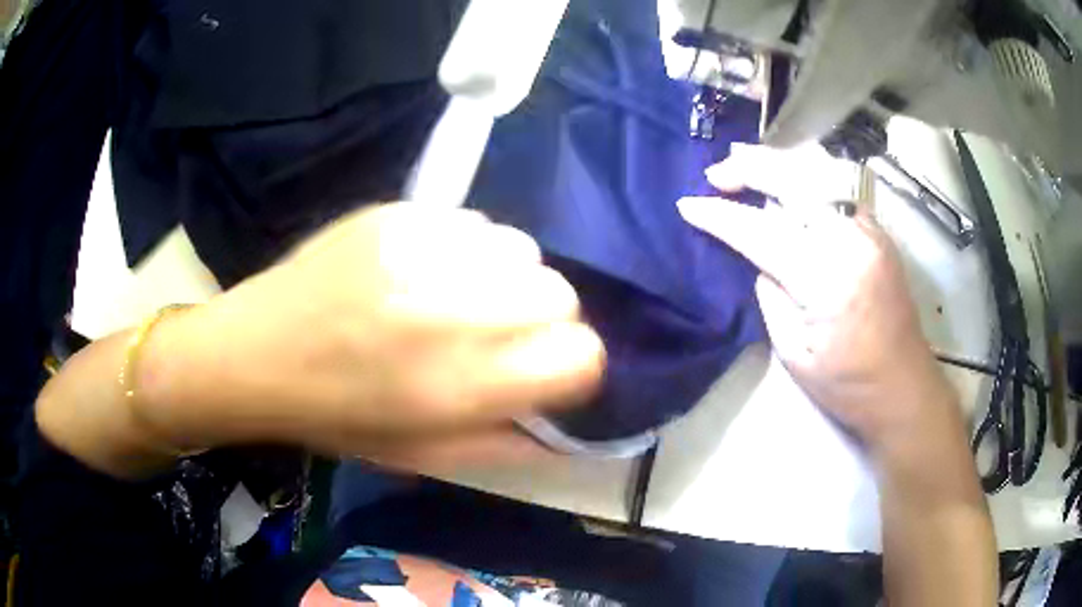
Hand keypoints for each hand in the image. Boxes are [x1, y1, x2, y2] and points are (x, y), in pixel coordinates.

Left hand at [140, 203, 604, 468]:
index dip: (574, 365)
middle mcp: (450, 311)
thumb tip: (562, 425)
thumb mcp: (421, 456)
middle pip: (560, 295)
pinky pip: (473, 222)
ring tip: (459, 295)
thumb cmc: (335, 417)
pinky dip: (466, 248)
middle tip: (499, 333)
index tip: (545, 369)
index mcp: (459, 387)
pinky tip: (424, 267)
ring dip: (506, 278)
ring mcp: (421, 250)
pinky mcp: (397, 213)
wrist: (255, 352)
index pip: (579, 357)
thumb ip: (503, 442)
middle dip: (545, 320)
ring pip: (523, 249)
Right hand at [678, 145, 959, 451]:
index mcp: (827, 279)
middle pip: (794, 181)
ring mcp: (870, 229)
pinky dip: (806, 173)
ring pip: (819, 171)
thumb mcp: (793, 352)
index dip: (721, 217)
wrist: (904, 386)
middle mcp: (851, 241)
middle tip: (716, 174)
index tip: (687, 205)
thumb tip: (759, 256)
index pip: (762, 232)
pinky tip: (788, 178)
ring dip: (777, 162)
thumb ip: (770, 294)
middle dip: (749, 169)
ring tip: (745, 162)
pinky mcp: (878, 230)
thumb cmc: (847, 384)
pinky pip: (838, 185)